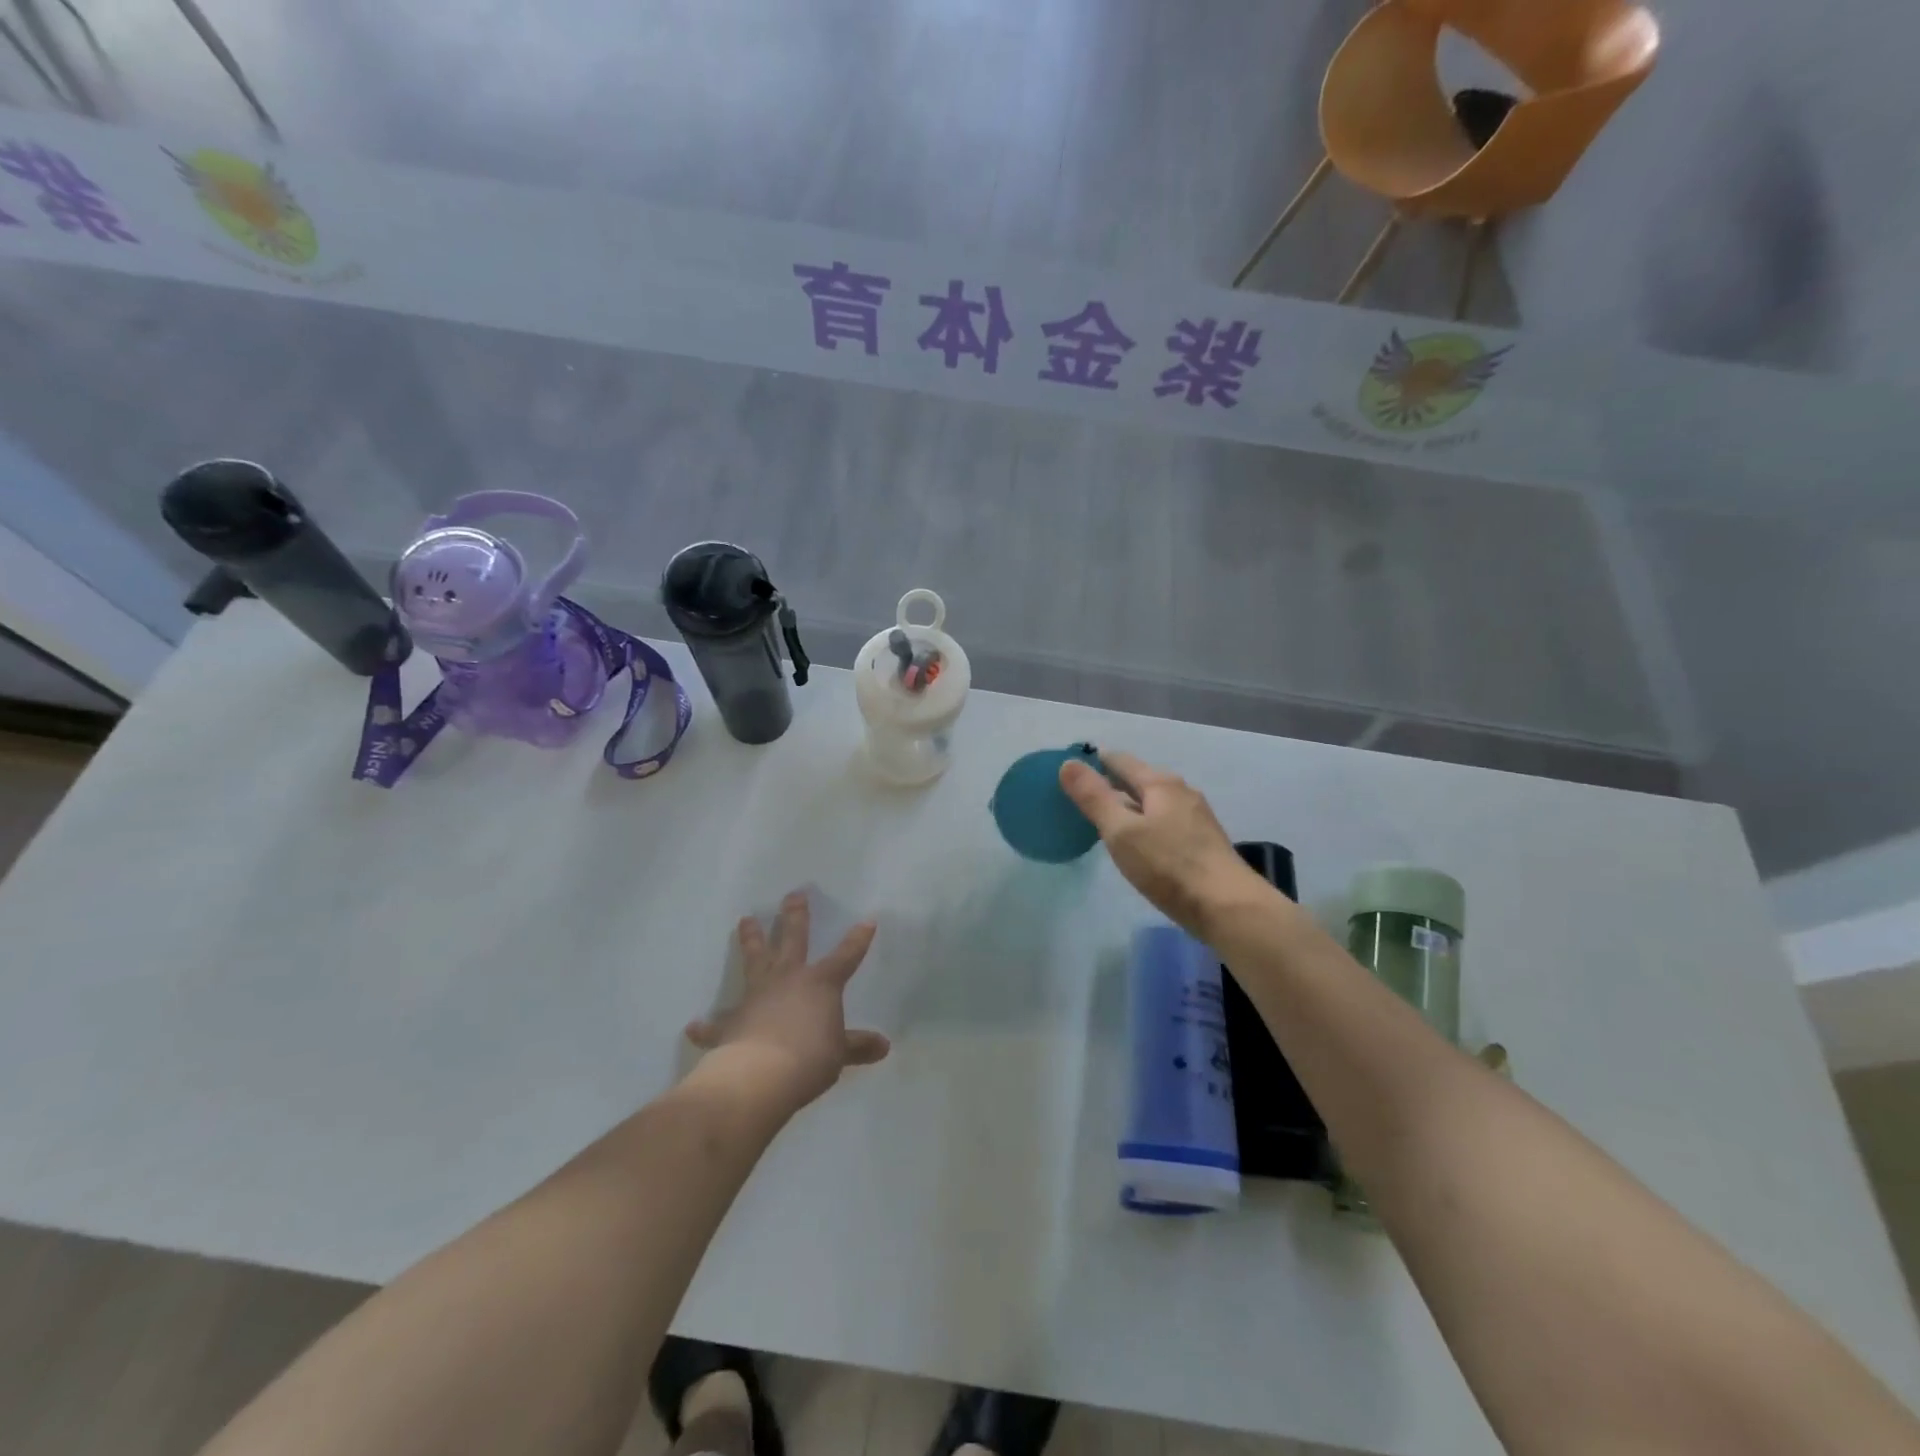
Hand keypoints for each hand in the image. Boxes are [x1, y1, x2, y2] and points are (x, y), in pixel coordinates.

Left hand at [685, 891, 890, 1112]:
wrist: (760, 1076)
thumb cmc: (809, 1058)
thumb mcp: (840, 1054)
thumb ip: (858, 1046)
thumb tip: (883, 1046)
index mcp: (820, 983)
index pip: (846, 956)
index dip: (858, 939)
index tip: (867, 920)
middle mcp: (787, 979)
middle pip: (793, 939)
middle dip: (794, 916)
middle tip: (793, 894)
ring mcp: (756, 997)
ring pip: (755, 960)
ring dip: (751, 940)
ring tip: (745, 920)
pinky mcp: (731, 1023)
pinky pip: (717, 1023)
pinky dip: (707, 1026)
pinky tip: (694, 1026)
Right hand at [1059, 750, 1266, 935]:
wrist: (1227, 907)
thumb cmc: (1168, 866)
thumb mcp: (1121, 831)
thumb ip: (1094, 797)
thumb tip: (1068, 763)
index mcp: (1161, 784)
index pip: (1121, 760)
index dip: (1094, 762)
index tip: (1071, 771)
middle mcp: (1181, 792)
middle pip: (1140, 780)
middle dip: (1112, 784)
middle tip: (1082, 796)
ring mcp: (1196, 818)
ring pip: (1154, 802)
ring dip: (1129, 806)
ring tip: (1105, 819)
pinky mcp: (1202, 843)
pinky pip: (1165, 822)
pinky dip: (1145, 824)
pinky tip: (1138, 843)